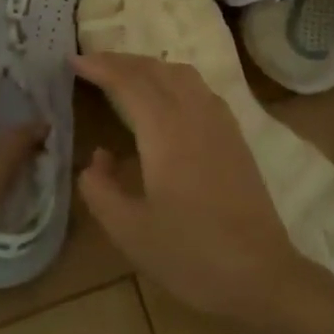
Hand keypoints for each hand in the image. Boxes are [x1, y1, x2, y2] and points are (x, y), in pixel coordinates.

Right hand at [74, 52, 306, 324]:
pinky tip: (167, 99)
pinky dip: (174, 79)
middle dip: (121, 60)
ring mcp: (220, 122)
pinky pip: (200, 89)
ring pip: (181, 74)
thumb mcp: (130, 231)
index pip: (129, 82)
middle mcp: (194, 113)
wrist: (259, 273)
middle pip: (155, 70)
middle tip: (92, 62)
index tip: (73, 60)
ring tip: (125, 75)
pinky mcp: (235, 135)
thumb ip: (101, 190)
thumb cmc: (190, 254)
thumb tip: (96, 158)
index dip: (100, 67)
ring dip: (149, 66)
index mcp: (166, 130)